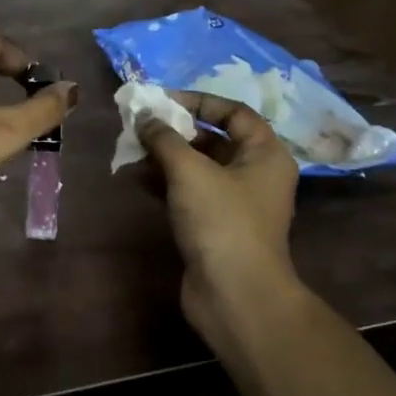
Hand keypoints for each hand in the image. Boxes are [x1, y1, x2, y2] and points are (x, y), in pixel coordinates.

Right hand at [138, 93, 301, 345]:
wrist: (234, 295)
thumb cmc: (221, 222)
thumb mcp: (190, 171)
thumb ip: (165, 138)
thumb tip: (145, 116)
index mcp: (265, 154)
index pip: (233, 112)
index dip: (198, 100)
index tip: (162, 100)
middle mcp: (254, 174)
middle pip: (213, 139)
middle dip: (174, 130)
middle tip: (139, 125)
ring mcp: (234, 203)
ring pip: (196, 167)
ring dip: (164, 156)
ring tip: (130, 150)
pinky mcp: (214, 226)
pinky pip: (187, 192)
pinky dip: (163, 182)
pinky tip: (135, 177)